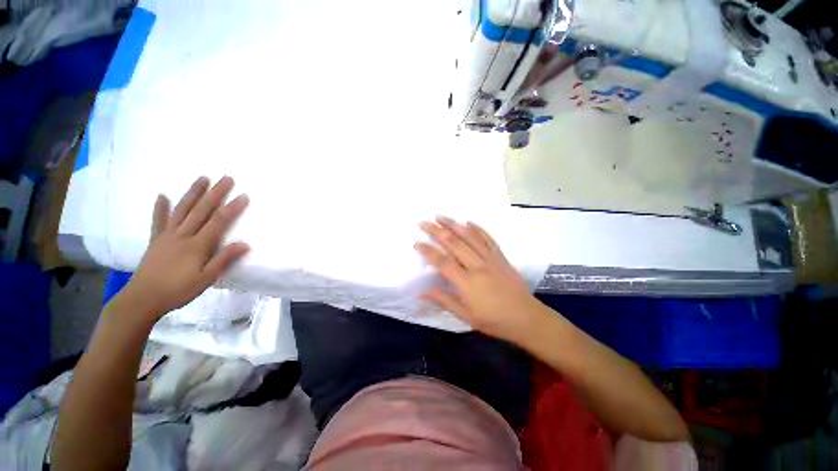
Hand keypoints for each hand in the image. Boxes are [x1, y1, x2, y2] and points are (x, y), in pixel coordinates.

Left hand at [119, 176, 249, 319]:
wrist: (142, 299)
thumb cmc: (178, 290)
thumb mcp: (206, 279)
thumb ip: (224, 259)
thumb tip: (245, 244)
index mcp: (197, 245)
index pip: (218, 222)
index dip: (232, 208)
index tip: (243, 195)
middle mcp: (183, 235)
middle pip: (201, 210)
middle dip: (215, 193)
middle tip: (226, 178)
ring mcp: (167, 236)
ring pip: (182, 210)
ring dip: (193, 193)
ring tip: (202, 178)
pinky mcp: (156, 240)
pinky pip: (158, 221)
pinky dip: (160, 208)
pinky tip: (162, 196)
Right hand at [415, 216, 545, 343]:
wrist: (527, 318)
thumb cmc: (494, 321)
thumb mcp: (466, 316)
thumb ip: (445, 301)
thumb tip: (424, 292)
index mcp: (467, 283)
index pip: (443, 262)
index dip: (428, 251)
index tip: (417, 242)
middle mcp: (478, 266)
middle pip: (454, 244)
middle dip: (437, 231)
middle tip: (424, 222)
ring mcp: (491, 259)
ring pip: (470, 237)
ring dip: (454, 225)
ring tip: (441, 216)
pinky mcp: (501, 257)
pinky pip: (488, 239)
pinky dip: (478, 229)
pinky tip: (468, 221)